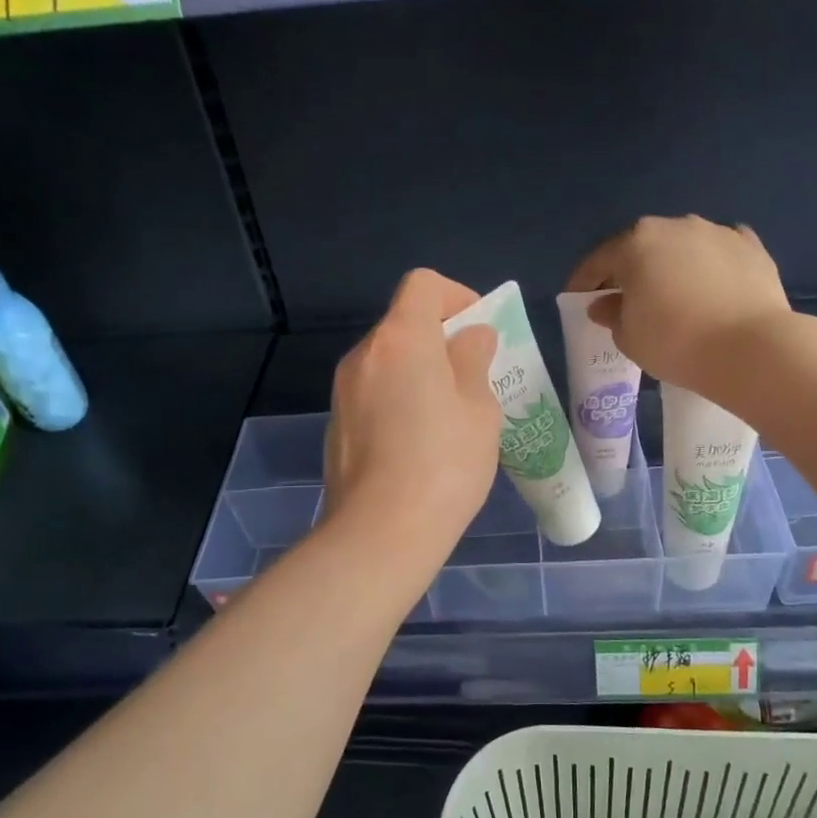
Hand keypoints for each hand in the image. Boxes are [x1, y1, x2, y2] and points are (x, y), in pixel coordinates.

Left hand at [323, 269, 500, 559]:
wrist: (380, 533)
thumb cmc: (444, 464)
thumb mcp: (479, 410)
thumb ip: (474, 361)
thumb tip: (471, 337)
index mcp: (401, 338)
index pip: (423, 284)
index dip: (457, 296)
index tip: (479, 334)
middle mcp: (364, 354)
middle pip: (403, 323)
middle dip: (441, 339)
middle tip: (473, 380)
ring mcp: (343, 391)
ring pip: (388, 361)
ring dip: (419, 372)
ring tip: (448, 418)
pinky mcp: (336, 424)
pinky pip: (373, 393)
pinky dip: (398, 400)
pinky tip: (417, 446)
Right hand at [567, 215, 790, 390]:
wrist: (750, 348)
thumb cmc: (674, 342)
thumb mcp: (629, 337)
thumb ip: (611, 314)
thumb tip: (604, 304)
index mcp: (636, 243)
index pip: (599, 260)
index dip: (584, 281)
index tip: (578, 298)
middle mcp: (675, 226)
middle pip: (642, 246)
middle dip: (630, 269)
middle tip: (625, 297)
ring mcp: (717, 232)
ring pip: (683, 245)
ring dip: (671, 264)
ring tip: (672, 292)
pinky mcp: (752, 246)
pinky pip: (720, 251)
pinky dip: (710, 264)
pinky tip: (712, 282)